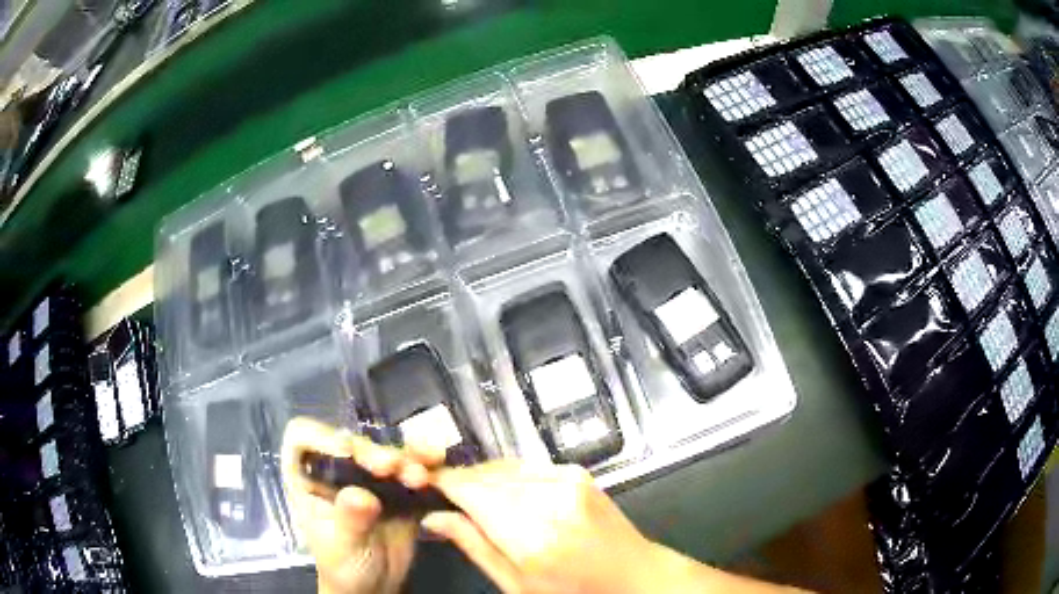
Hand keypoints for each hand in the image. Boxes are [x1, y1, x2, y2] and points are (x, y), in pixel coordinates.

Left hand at [281, 417, 443, 593]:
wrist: (376, 587)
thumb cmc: (343, 567)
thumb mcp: (342, 546)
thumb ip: (349, 520)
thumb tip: (361, 495)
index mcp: (308, 478)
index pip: (301, 439)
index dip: (320, 437)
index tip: (346, 451)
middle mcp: (337, 470)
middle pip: (352, 444)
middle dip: (373, 452)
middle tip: (391, 468)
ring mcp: (369, 478)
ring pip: (385, 453)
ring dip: (405, 457)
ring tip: (420, 476)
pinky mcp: (398, 489)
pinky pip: (411, 469)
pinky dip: (426, 465)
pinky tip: (439, 464)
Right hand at [420, 461, 658, 592]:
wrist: (633, 574)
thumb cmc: (573, 591)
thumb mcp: (518, 584)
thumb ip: (474, 547)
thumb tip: (433, 517)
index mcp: (532, 536)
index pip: (471, 491)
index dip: (442, 484)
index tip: (423, 485)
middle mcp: (550, 499)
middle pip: (486, 475)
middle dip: (461, 481)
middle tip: (444, 495)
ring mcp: (568, 480)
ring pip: (504, 465)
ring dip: (483, 477)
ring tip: (472, 497)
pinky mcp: (577, 472)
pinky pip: (527, 465)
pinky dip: (508, 475)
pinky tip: (505, 492)